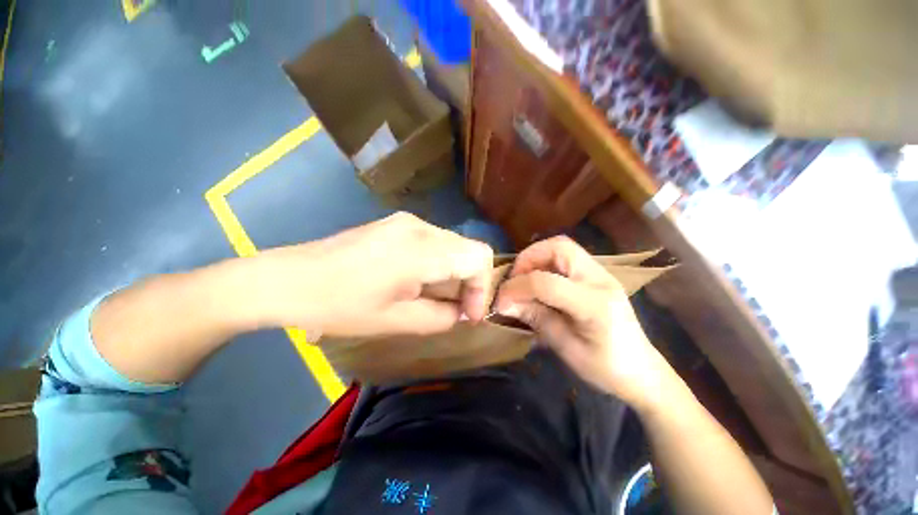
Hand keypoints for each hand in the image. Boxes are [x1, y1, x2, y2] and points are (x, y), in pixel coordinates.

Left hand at [246, 212, 493, 337]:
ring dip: (455, 273)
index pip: (479, 257)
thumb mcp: (396, 321)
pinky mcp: (397, 224)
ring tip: (437, 298)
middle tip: (457, 310)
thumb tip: (462, 312)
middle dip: (471, 282)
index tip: (469, 315)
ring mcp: (408, 221)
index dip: (482, 288)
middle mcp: (421, 227)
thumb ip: (441, 317)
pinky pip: (435, 242)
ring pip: (453, 245)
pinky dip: (440, 263)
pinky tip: (420, 281)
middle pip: (469, 249)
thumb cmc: (341, 305)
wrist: (290, 279)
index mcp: (422, 249)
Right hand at [494, 236, 677, 409]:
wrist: (642, 372)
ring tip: (523, 278)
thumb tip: (504, 303)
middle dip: (528, 258)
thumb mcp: (565, 348)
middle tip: (514, 278)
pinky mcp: (598, 275)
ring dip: (536, 257)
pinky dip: (546, 262)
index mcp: (595, 305)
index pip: (546, 282)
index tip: (500, 300)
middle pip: (559, 247)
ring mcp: (602, 274)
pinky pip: (567, 257)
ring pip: (563, 246)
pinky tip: (539, 280)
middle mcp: (600, 279)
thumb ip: (536, 318)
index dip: (517, 287)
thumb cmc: (605, 368)